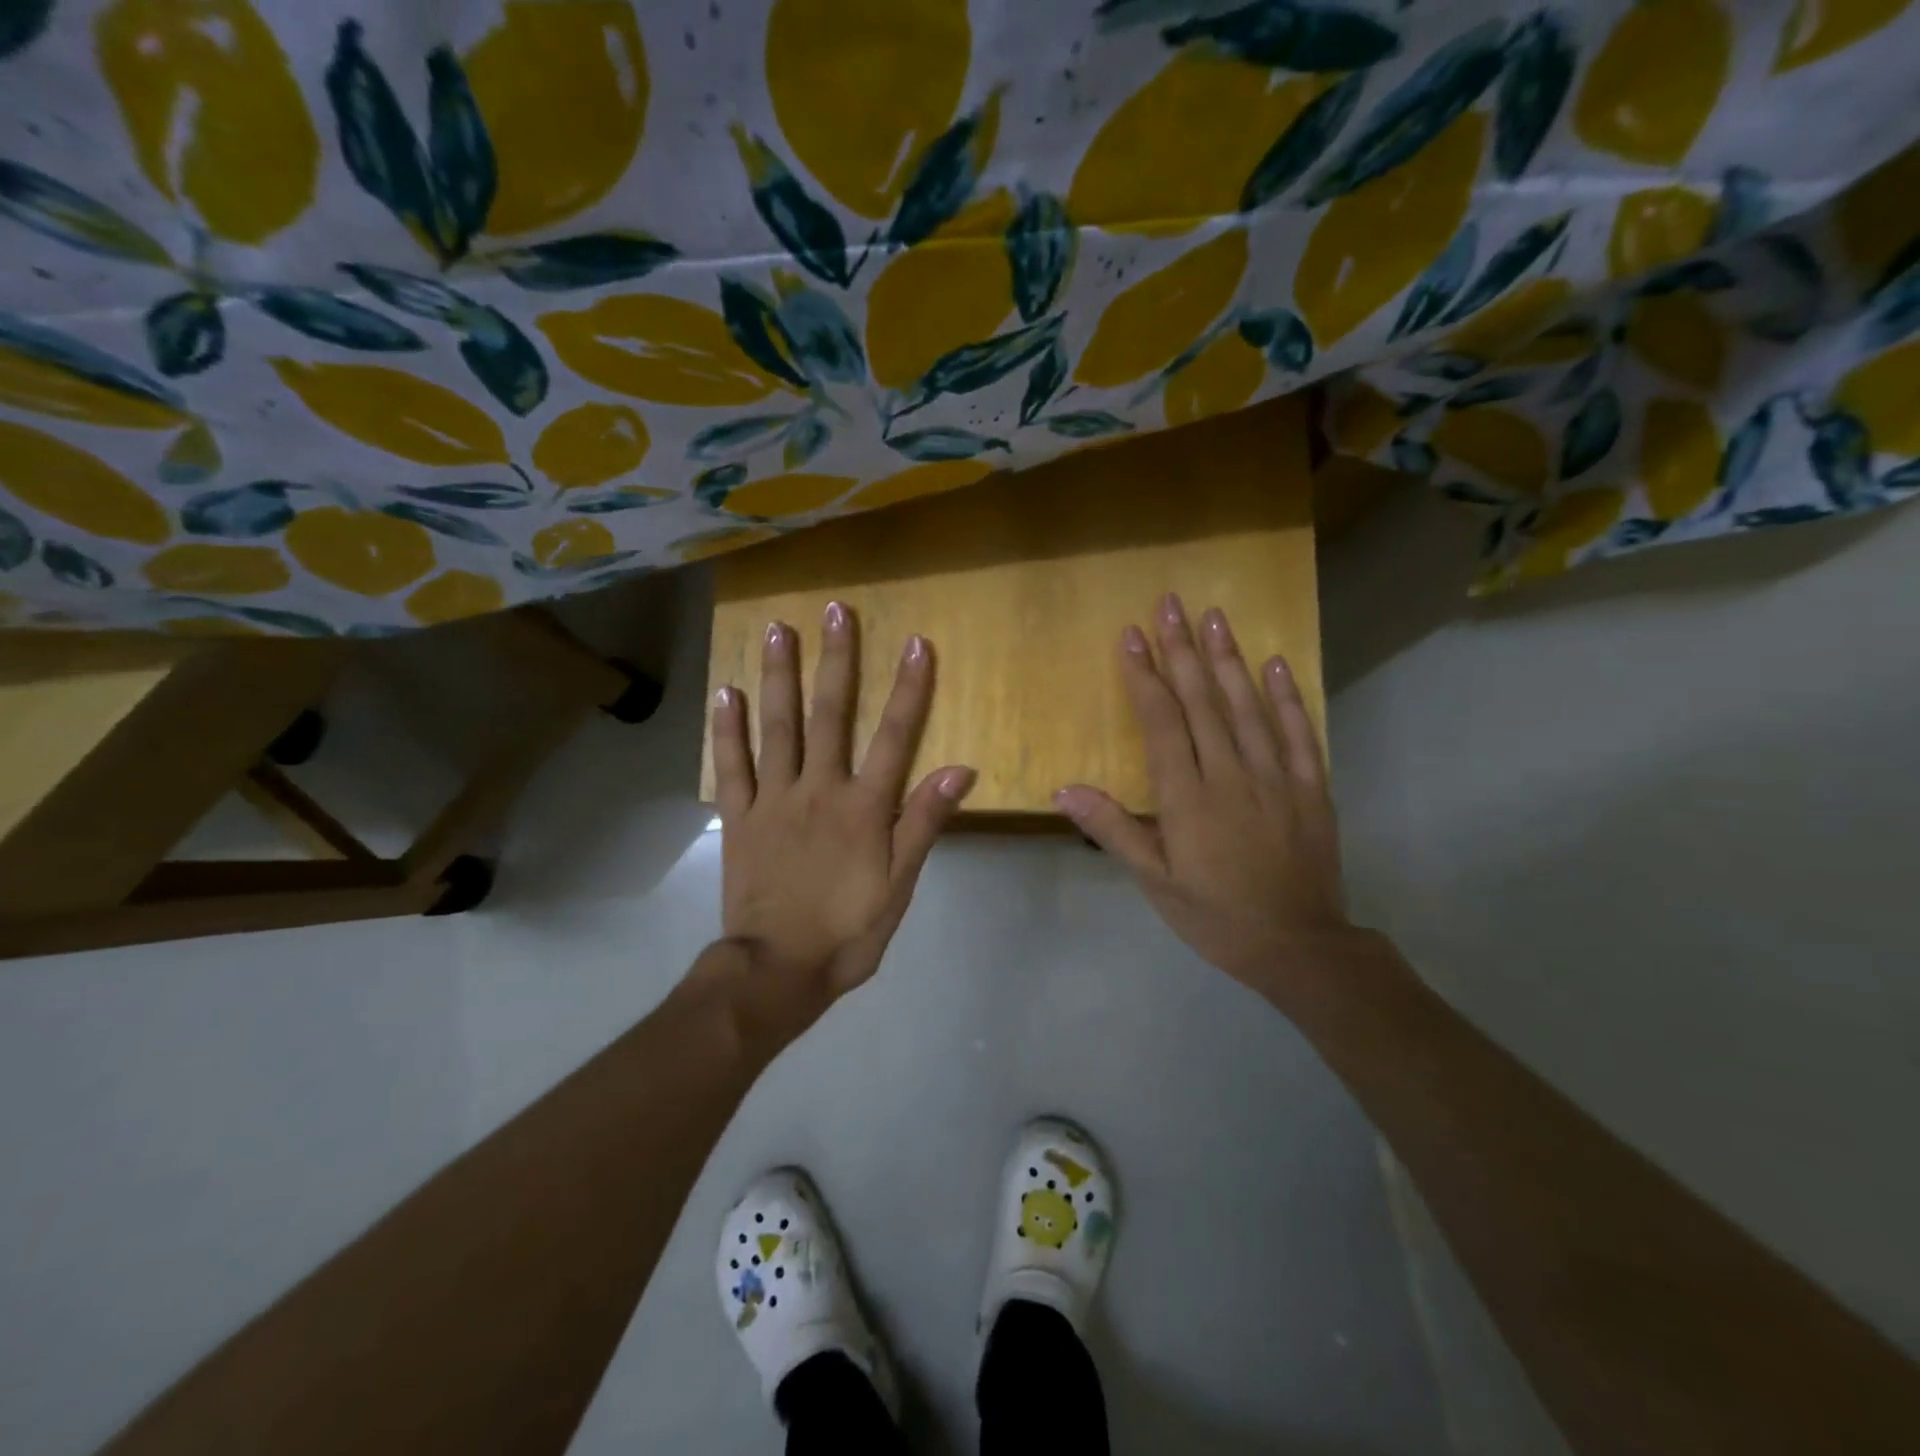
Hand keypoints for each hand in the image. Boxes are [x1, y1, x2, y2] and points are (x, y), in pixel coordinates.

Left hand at [711, 601, 974, 1027]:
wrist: (778, 970)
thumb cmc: (848, 931)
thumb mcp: (899, 885)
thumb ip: (923, 823)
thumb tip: (958, 769)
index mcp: (863, 807)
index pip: (894, 736)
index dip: (908, 689)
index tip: (916, 643)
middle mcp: (818, 790)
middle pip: (830, 715)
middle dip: (836, 660)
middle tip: (836, 611)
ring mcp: (773, 800)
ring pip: (777, 728)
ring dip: (778, 676)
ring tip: (777, 630)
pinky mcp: (739, 818)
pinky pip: (730, 766)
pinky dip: (727, 729)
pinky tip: (725, 692)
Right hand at [1053, 593, 1351, 1007]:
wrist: (1298, 946)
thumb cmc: (1215, 914)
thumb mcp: (1154, 881)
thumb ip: (1113, 829)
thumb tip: (1065, 789)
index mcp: (1187, 796)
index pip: (1161, 721)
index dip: (1145, 676)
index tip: (1132, 635)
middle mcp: (1230, 774)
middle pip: (1202, 700)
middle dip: (1183, 649)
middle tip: (1171, 603)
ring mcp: (1276, 776)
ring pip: (1248, 706)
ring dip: (1229, 658)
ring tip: (1214, 615)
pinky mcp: (1311, 787)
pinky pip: (1300, 732)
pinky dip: (1287, 696)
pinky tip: (1276, 663)